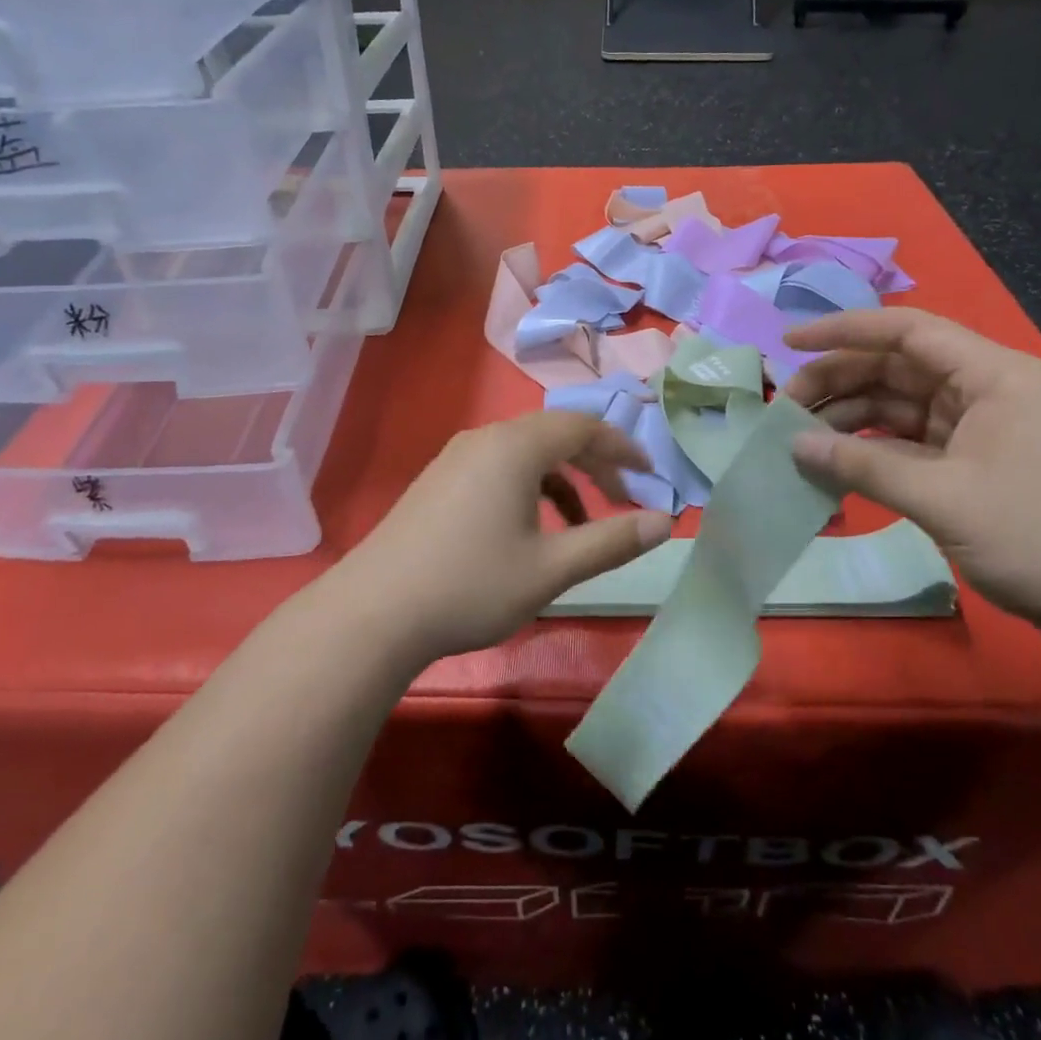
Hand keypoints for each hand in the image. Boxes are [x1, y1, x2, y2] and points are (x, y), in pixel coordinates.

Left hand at [340, 411, 673, 662]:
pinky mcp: (438, 480)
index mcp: (515, 446)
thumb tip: (665, 522)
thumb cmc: (471, 585)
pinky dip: (528, 487)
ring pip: (524, 452)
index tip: (650, 474)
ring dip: (561, 479)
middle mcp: (485, 438)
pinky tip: (529, 530)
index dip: (622, 447)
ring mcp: (456, 457)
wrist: (374, 613)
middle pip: (554, 434)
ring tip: (580, 524)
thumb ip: (611, 541)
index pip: (583, 427)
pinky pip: (498, 467)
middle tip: (622, 499)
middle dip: (594, 462)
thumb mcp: (551, 568)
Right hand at [783, 307, 1040, 645]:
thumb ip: (863, 466)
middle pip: (896, 368)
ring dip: (851, 418)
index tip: (790, 342)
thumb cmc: (1040, 536)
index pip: (906, 332)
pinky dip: (873, 450)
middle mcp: (984, 390)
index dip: (843, 330)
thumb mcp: (942, 498)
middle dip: (839, 381)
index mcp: (991, 375)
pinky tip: (836, 463)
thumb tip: (796, 445)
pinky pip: (910, 442)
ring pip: (899, 405)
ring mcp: (980, 428)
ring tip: (801, 438)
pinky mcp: (974, 463)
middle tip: (787, 407)